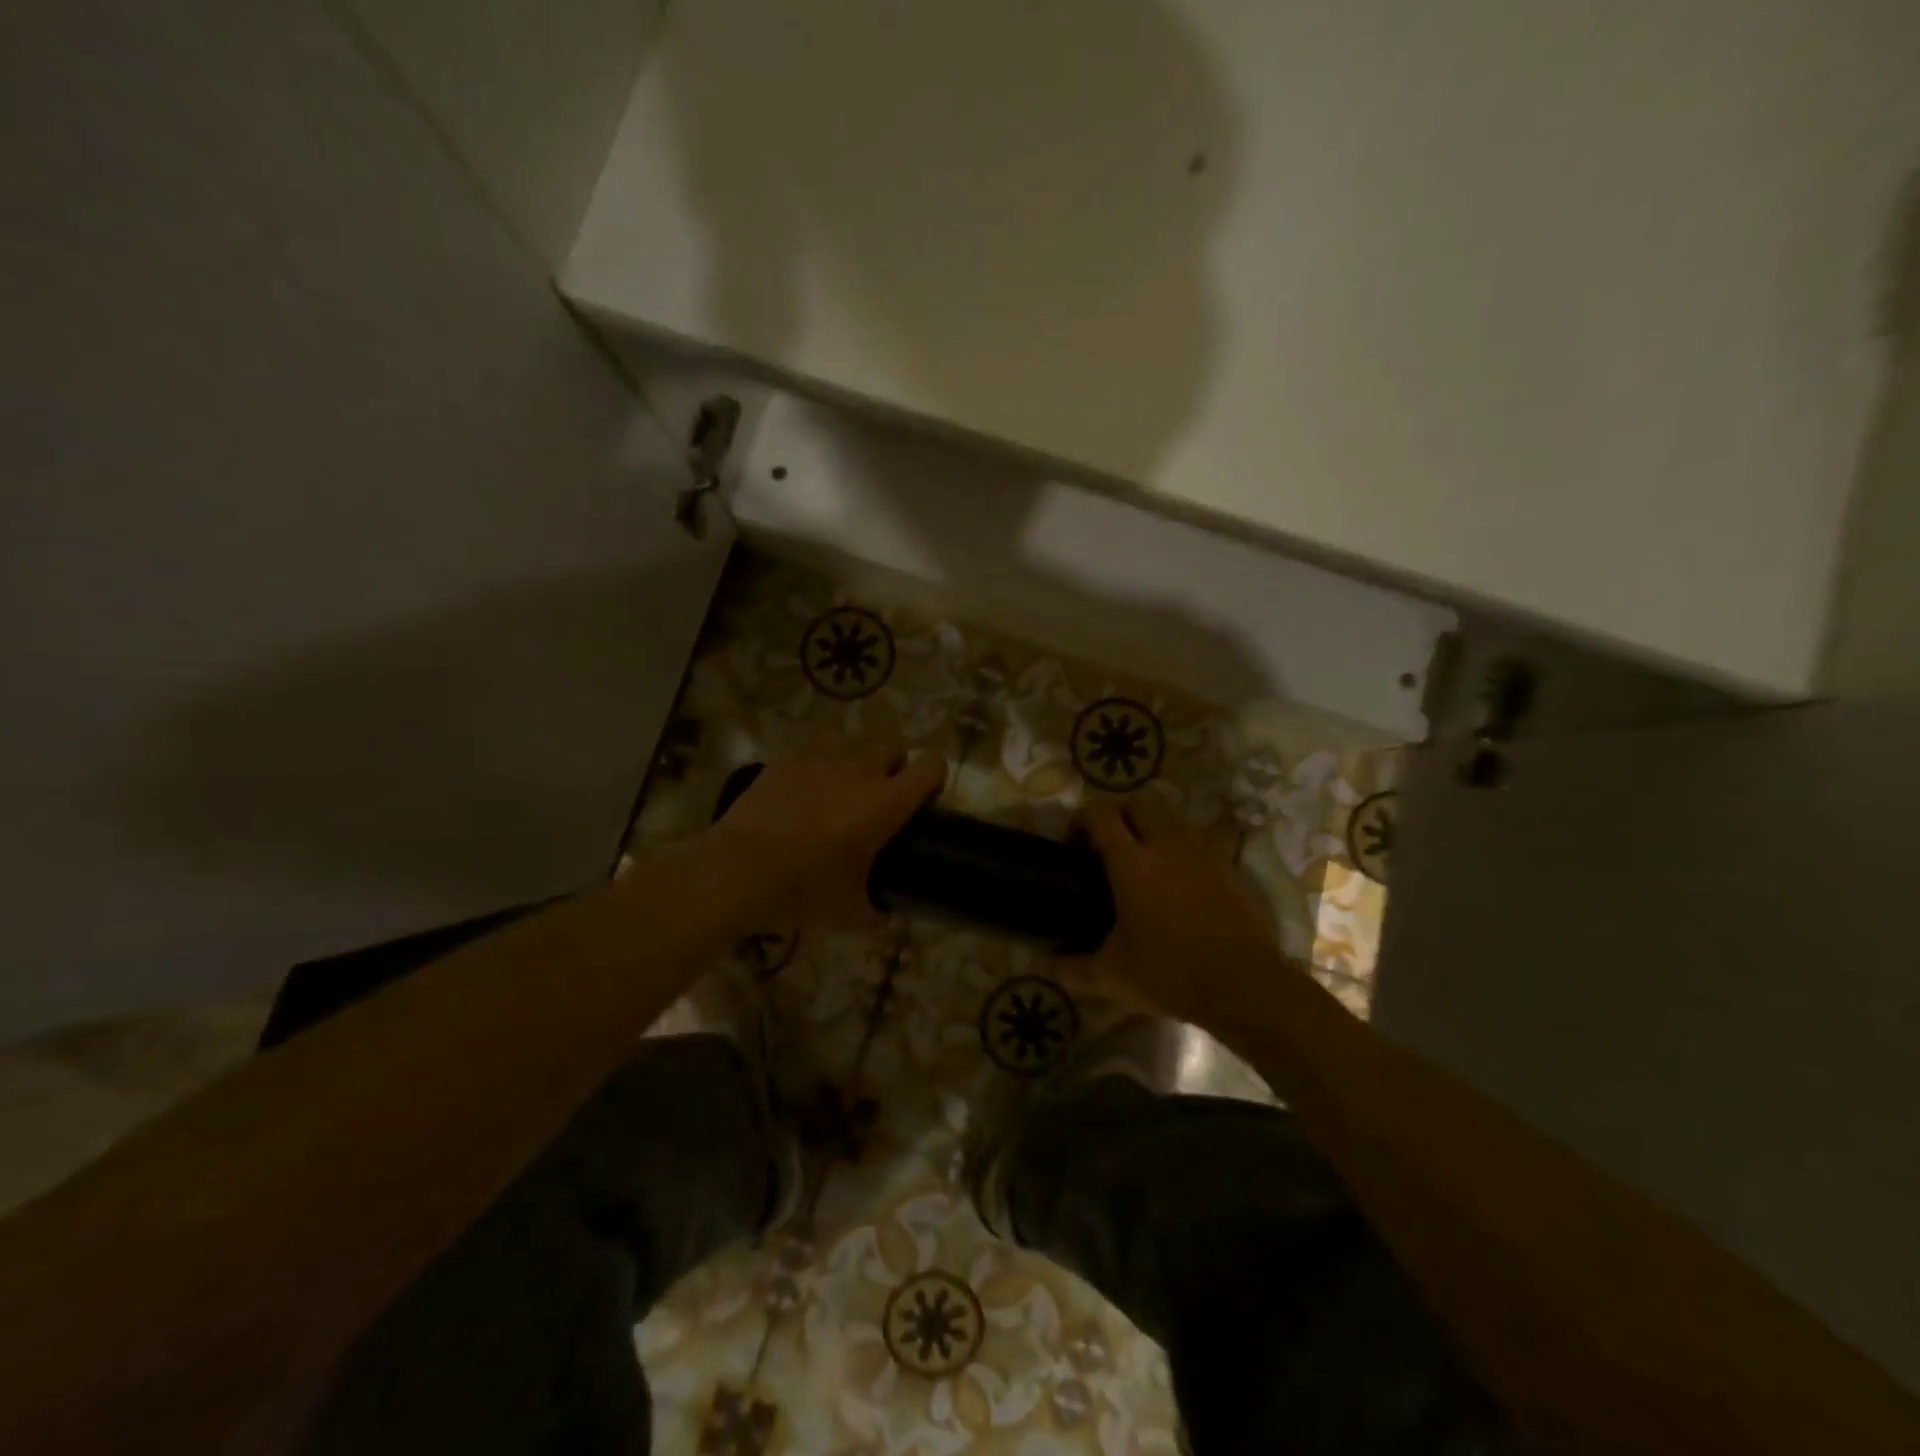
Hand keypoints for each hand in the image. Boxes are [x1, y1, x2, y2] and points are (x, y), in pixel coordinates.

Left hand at [708, 741, 946, 931]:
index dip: (934, 777)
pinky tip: (801, 792)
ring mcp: (821, 759)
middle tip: (880, 790)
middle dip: (893, 761)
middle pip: (892, 743)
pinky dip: (813, 766)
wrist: (740, 871)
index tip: (926, 795)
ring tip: (839, 784)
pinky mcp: (786, 760)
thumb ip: (876, 911)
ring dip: (852, 757)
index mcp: (887, 802)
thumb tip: (884, 916)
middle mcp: (860, 770)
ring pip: (850, 739)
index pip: (931, 767)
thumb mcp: (850, 912)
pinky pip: (811, 751)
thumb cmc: (806, 889)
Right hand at [1081, 795, 1288, 1028]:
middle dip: (1118, 816)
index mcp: (1132, 863)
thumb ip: (1073, 968)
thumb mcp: (1113, 977)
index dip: (1081, 821)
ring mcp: (1202, 851)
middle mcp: (1166, 844)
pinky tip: (1178, 882)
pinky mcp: (1229, 864)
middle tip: (1108, 847)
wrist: (1245, 986)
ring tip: (1145, 862)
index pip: (1100, 814)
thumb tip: (1046, 965)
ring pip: (1171, 816)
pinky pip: (1197, 839)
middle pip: (1137, 802)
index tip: (1074, 846)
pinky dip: (1181, 848)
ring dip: (1151, 828)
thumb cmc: (1172, 974)